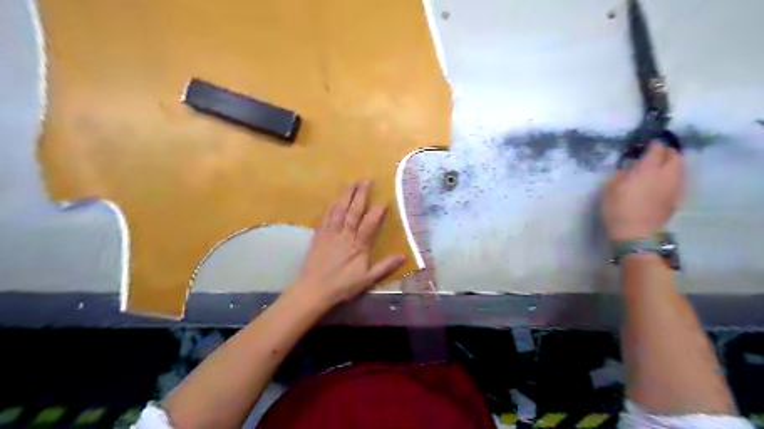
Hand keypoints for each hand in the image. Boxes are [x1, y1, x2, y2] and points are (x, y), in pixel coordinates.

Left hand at [284, 181, 404, 307]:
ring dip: (346, 195)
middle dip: (361, 194)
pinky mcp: (319, 235)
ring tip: (351, 182)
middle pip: (354, 211)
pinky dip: (331, 206)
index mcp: (358, 246)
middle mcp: (345, 235)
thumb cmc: (343, 286)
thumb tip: (404, 256)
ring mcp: (330, 233)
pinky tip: (334, 198)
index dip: (377, 211)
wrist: (314, 289)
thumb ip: (385, 266)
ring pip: (339, 210)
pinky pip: (326, 217)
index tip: (384, 199)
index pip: (370, 224)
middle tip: (366, 180)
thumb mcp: (367, 279)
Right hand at [603, 143, 686, 241]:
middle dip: (666, 152)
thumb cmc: (617, 209)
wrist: (635, 233)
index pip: (657, 148)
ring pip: (680, 168)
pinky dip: (671, 177)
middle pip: (675, 155)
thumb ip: (622, 173)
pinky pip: (677, 181)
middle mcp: (666, 174)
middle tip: (654, 155)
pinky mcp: (676, 199)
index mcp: (648, 169)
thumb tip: (631, 167)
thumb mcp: (610, 188)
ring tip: (658, 169)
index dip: (652, 144)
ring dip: (671, 164)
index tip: (644, 144)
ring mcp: (674, 187)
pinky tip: (659, 184)